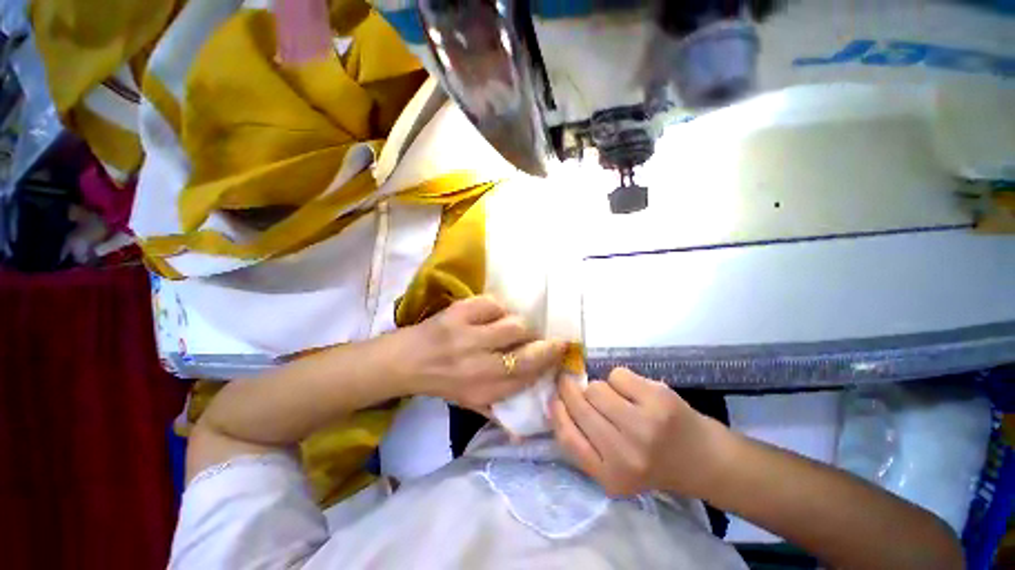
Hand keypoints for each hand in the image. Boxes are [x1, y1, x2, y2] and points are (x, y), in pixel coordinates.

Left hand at [402, 296, 565, 414]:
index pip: (526, 376)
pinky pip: (493, 304)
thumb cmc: (442, 383)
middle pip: (525, 349)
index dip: (548, 361)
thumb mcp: (470, 403)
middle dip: (542, 342)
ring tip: (511, 328)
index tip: (561, 350)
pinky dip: (498, 308)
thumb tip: (528, 424)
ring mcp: (467, 335)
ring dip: (519, 325)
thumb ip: (500, 409)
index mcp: (481, 389)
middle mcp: (477, 364)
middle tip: (540, 338)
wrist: (405, 361)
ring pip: (513, 324)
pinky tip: (492, 315)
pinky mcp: (458, 312)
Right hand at [551, 368, 731, 496]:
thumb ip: (586, 443)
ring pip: (596, 387)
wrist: (705, 461)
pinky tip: (635, 392)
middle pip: (580, 405)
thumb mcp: (615, 469)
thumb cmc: (654, 463)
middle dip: (570, 388)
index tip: (554, 398)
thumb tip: (556, 402)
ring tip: (616, 397)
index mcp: (610, 476)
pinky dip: (621, 379)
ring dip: (601, 387)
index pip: (568, 437)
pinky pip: (618, 374)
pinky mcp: (658, 400)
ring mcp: (643, 425)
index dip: (557, 412)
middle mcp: (624, 453)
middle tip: (569, 380)